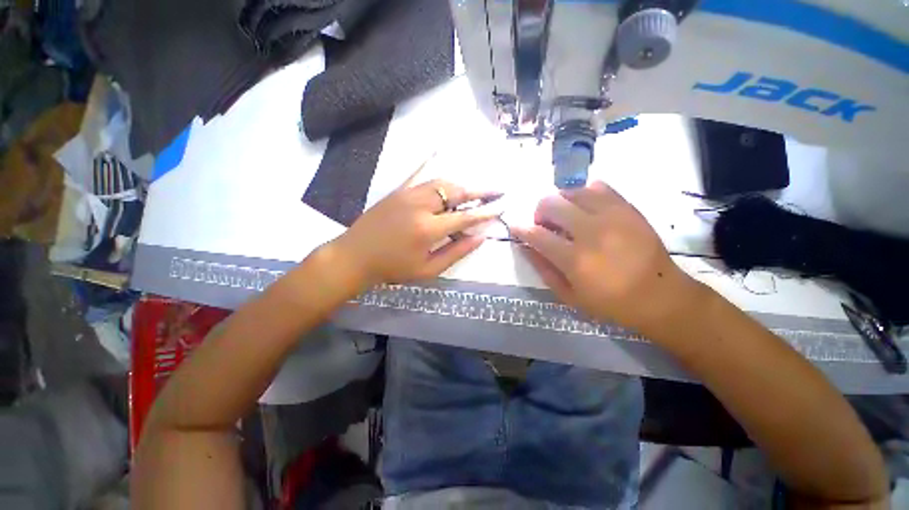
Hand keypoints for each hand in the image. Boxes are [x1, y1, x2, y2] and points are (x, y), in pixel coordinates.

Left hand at [334, 177, 499, 285]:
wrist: (355, 257)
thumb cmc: (393, 268)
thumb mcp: (427, 269)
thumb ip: (456, 252)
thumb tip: (481, 237)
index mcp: (428, 229)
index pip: (465, 217)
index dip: (485, 212)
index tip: (501, 207)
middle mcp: (420, 205)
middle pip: (455, 192)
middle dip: (478, 191)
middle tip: (496, 191)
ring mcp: (407, 194)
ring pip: (441, 182)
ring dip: (461, 185)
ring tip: (475, 191)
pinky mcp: (398, 191)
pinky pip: (421, 176)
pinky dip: (438, 174)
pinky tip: (447, 168)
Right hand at [511, 181, 700, 332]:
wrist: (660, 295)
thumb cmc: (610, 302)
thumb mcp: (569, 296)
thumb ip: (543, 269)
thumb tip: (525, 246)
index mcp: (575, 260)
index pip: (536, 234)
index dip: (520, 229)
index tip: (515, 227)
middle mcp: (591, 232)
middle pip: (551, 204)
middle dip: (539, 211)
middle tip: (544, 223)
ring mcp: (612, 216)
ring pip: (572, 190)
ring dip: (560, 201)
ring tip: (565, 215)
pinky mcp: (628, 208)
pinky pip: (598, 186)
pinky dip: (584, 193)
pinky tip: (586, 208)